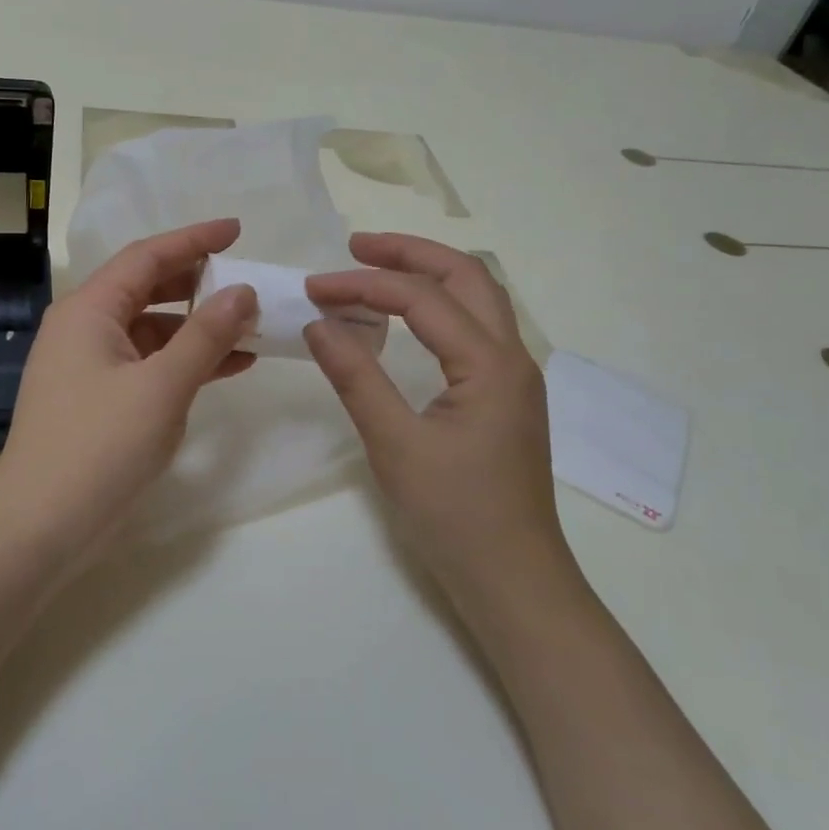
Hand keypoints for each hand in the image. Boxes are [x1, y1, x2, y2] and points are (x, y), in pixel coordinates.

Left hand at [0, 220, 257, 561]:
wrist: (38, 528)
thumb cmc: (98, 447)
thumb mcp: (162, 387)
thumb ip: (206, 335)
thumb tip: (242, 291)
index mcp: (89, 310)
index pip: (147, 257)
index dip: (194, 239)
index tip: (237, 230)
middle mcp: (84, 328)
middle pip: (147, 288)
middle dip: (197, 283)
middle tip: (245, 281)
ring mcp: (88, 365)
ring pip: (151, 329)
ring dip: (197, 328)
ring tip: (248, 329)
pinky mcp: (97, 399)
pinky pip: (147, 364)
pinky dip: (183, 362)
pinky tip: (225, 368)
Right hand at [304, 233, 576, 598]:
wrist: (514, 580)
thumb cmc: (455, 516)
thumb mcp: (395, 444)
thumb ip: (356, 377)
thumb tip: (318, 323)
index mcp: (490, 364)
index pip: (422, 299)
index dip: (363, 285)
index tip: (314, 288)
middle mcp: (512, 357)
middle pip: (466, 276)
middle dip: (409, 254)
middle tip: (355, 248)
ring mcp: (514, 377)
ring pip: (477, 298)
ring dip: (429, 275)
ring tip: (376, 270)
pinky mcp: (505, 396)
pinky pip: (474, 328)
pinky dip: (438, 307)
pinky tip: (405, 321)